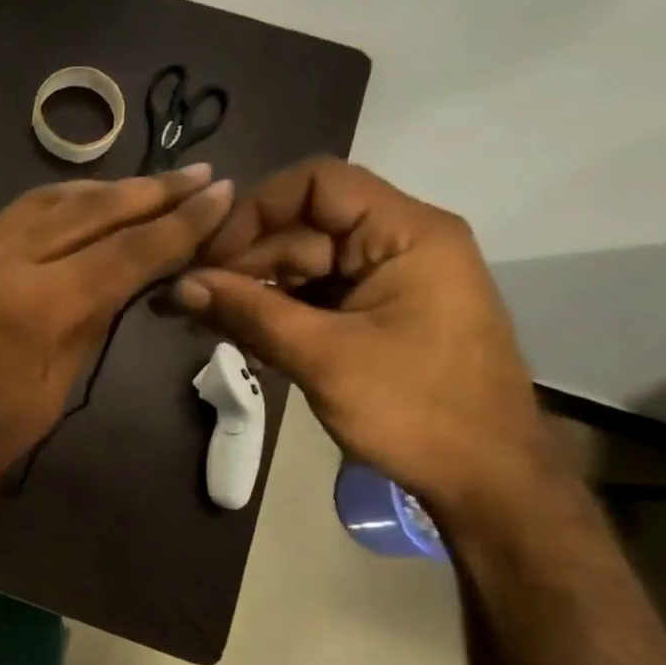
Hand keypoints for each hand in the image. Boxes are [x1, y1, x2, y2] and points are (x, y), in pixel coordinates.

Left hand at [0, 165, 234, 523]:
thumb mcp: (44, 400)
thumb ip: (85, 334)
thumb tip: (120, 288)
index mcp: (37, 305)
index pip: (126, 251)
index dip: (179, 224)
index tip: (221, 195)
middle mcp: (4, 258)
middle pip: (92, 209)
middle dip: (152, 190)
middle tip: (199, 174)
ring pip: (50, 201)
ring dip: (105, 189)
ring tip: (149, 184)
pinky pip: (14, 214)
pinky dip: (59, 203)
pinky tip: (80, 208)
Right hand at [171, 157, 554, 518]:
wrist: (488, 481)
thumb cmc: (416, 411)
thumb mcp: (323, 357)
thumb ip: (249, 313)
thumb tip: (178, 285)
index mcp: (405, 234)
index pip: (317, 183)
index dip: (256, 211)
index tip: (211, 257)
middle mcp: (397, 244)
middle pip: (301, 229)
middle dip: (241, 263)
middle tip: (185, 302)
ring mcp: (386, 282)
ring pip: (301, 267)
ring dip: (250, 293)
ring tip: (198, 324)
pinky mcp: (376, 316)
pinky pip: (314, 299)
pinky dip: (274, 315)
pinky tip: (234, 337)